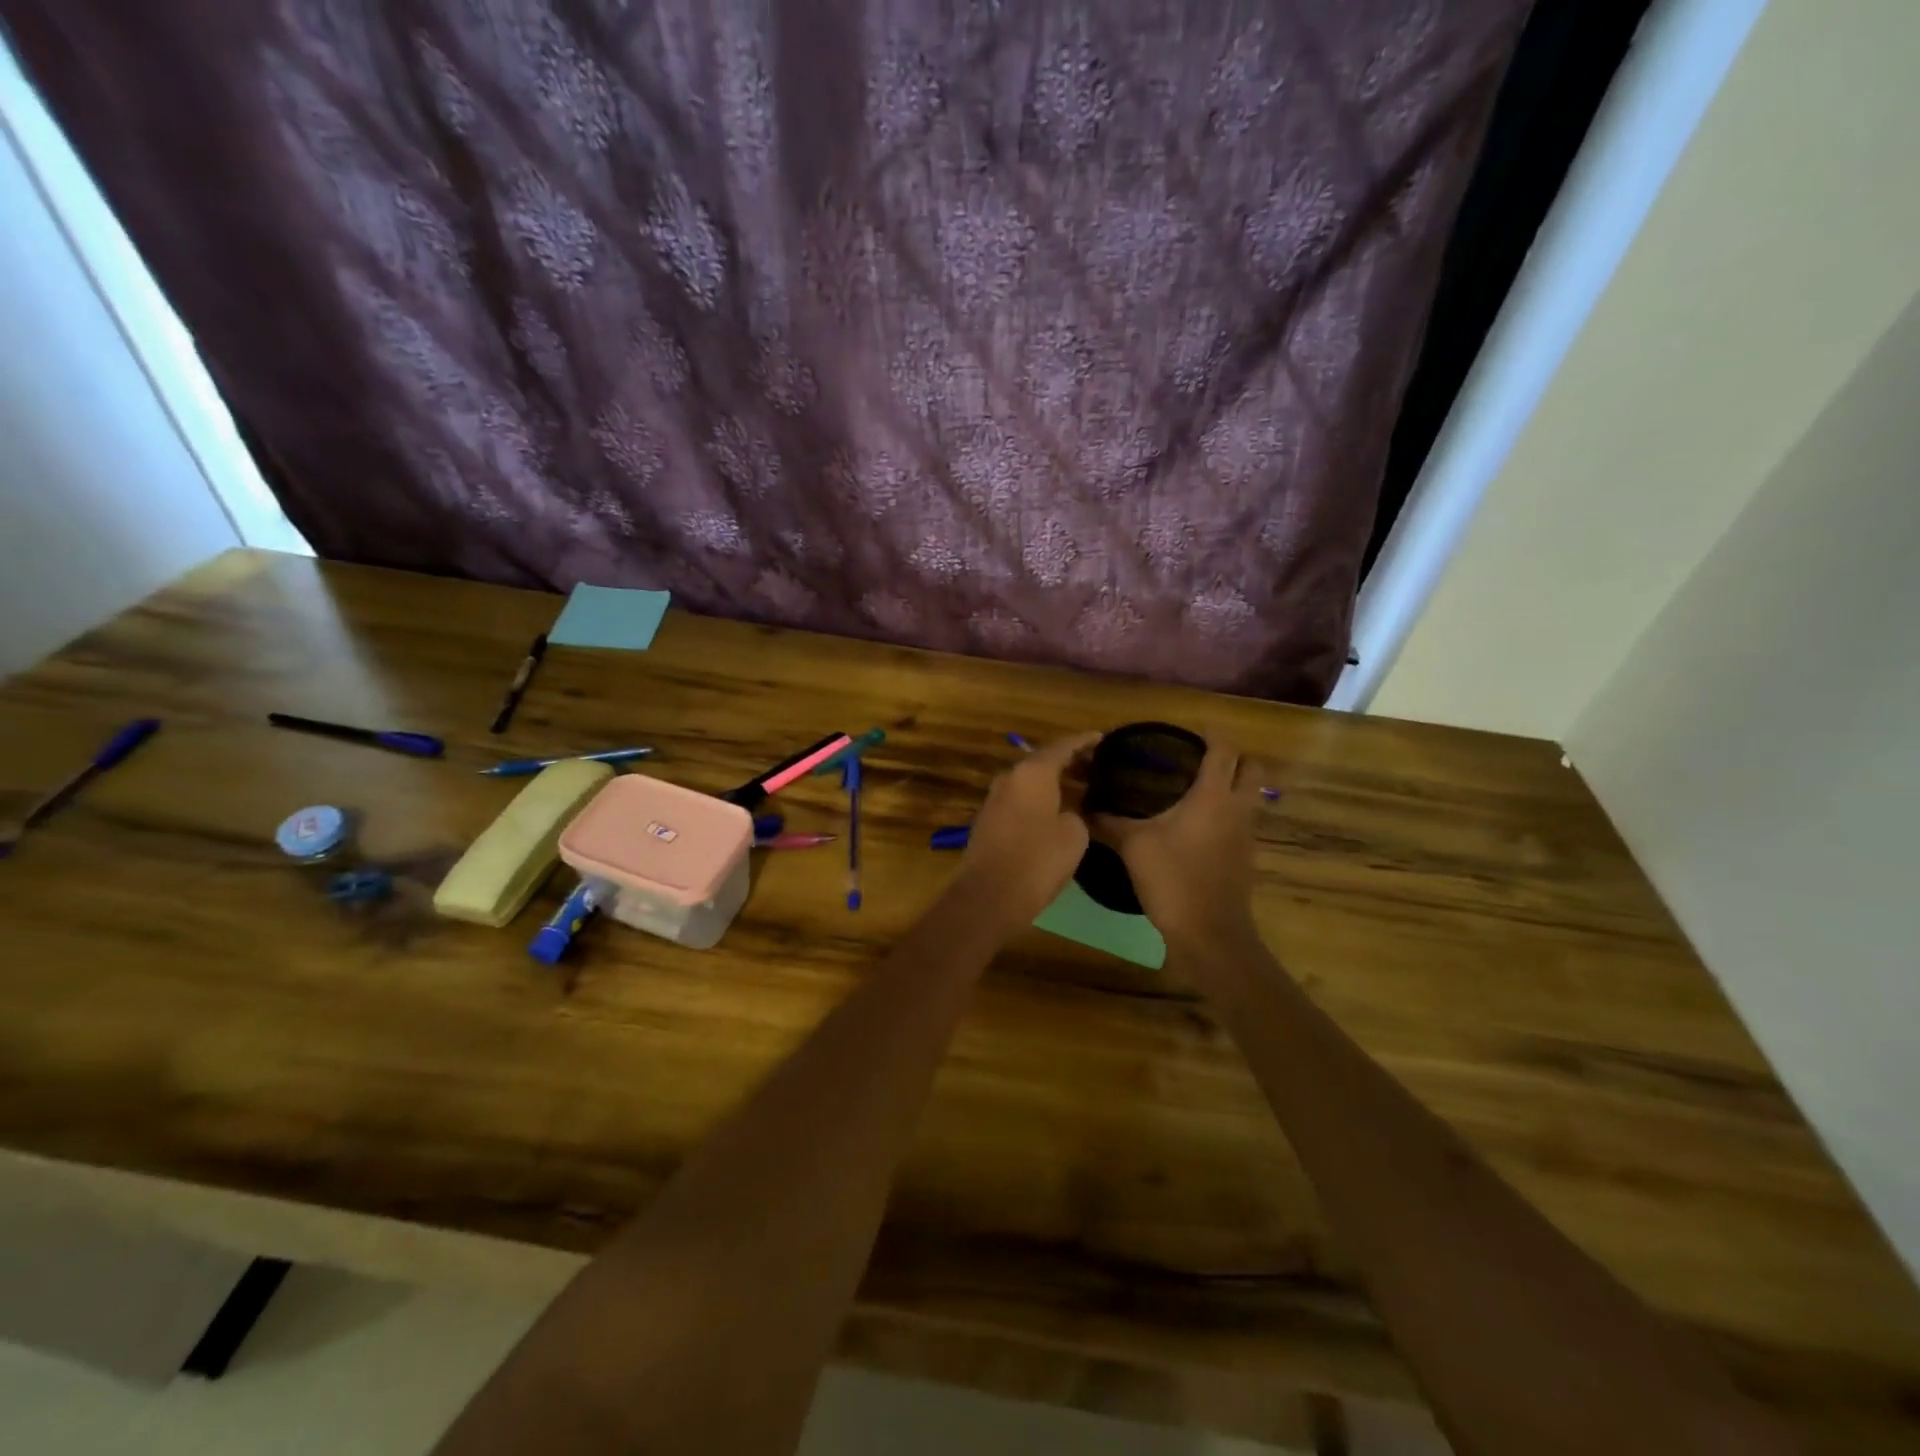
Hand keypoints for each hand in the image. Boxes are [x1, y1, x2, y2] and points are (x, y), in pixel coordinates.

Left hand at [952, 731, 1102, 931]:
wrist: (989, 895)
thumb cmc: (1038, 860)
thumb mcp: (1074, 835)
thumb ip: (1076, 813)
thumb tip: (1067, 813)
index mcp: (1032, 773)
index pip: (1062, 746)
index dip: (1084, 741)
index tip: (1102, 737)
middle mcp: (1010, 778)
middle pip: (1043, 761)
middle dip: (1069, 761)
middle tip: (1096, 765)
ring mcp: (995, 799)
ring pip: (1030, 781)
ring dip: (1054, 782)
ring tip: (1081, 787)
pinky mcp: (988, 820)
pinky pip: (1020, 799)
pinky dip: (1040, 798)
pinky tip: (1057, 810)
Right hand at [1091, 732, 1261, 948]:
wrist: (1208, 932)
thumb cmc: (1172, 878)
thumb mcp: (1133, 845)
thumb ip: (1109, 821)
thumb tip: (1083, 805)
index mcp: (1212, 796)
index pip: (1224, 750)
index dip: (1212, 734)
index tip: (1193, 729)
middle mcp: (1237, 808)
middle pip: (1252, 768)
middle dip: (1234, 757)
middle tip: (1202, 758)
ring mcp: (1247, 835)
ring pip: (1252, 796)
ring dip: (1235, 786)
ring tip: (1200, 789)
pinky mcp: (1247, 858)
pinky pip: (1244, 823)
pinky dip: (1230, 815)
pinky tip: (1201, 827)